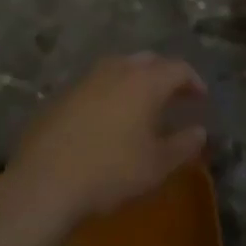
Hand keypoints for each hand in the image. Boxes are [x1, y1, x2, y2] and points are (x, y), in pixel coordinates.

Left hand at [4, 54, 208, 226]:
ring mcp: (86, 80)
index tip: (201, 98)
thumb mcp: (156, 165)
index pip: (178, 68)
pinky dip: (110, 92)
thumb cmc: (111, 172)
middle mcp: (117, 71)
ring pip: (119, 68)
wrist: (44, 184)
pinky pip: (96, 84)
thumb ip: (183, 145)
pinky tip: (108, 117)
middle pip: (148, 61)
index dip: (193, 81)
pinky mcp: (62, 96)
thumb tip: (200, 131)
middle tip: (174, 96)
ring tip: (142, 103)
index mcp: (145, 82)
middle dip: (165, 75)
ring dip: (136, 79)